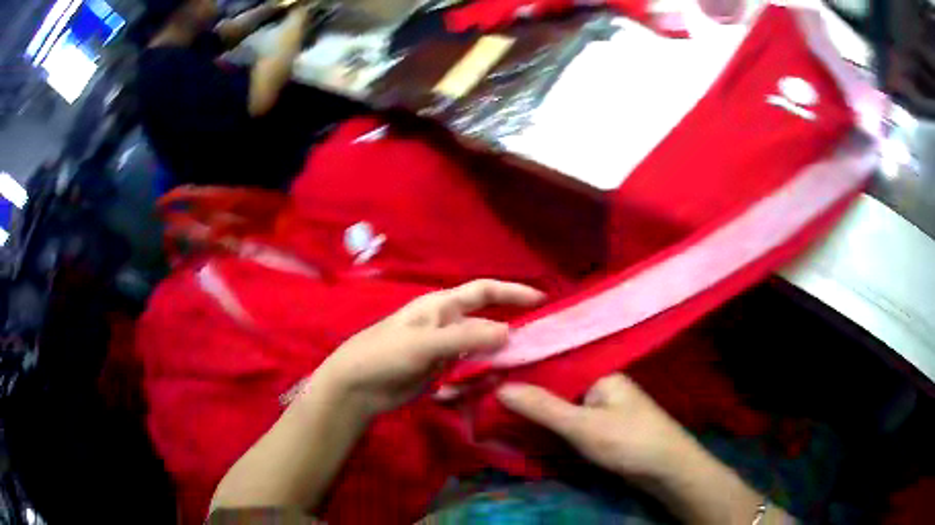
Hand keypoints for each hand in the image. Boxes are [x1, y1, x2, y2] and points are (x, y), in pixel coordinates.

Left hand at [316, 280, 544, 417]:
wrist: (357, 387)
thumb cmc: (384, 354)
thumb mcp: (424, 343)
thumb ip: (465, 338)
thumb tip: (508, 332)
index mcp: (441, 306)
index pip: (483, 292)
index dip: (512, 292)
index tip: (541, 299)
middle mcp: (446, 324)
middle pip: (487, 321)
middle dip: (511, 328)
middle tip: (540, 341)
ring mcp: (445, 349)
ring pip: (481, 347)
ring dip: (499, 355)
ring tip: (523, 365)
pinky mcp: (441, 371)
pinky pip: (470, 368)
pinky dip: (484, 373)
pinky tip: (494, 381)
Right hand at [497, 374, 694, 481]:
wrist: (667, 470)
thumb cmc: (629, 441)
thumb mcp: (583, 425)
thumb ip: (543, 407)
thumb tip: (499, 386)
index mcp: (598, 371)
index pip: (552, 360)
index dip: (521, 366)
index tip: (486, 369)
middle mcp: (599, 382)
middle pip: (554, 381)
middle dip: (524, 388)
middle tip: (483, 390)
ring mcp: (601, 404)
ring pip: (560, 401)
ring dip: (534, 406)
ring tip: (494, 403)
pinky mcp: (601, 424)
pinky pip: (568, 417)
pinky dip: (548, 420)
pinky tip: (526, 422)